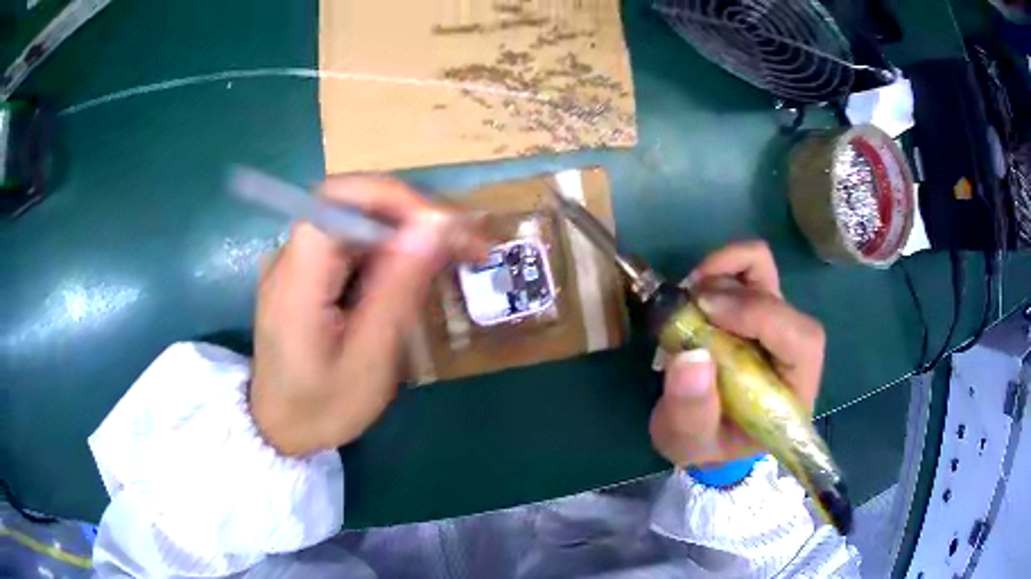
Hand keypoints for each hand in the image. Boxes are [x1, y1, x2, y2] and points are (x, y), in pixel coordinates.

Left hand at [249, 175, 487, 456]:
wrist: (279, 431)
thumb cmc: (321, 408)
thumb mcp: (369, 361)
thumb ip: (397, 291)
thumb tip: (434, 228)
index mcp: (297, 278)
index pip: (338, 199)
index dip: (393, 199)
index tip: (442, 227)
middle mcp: (291, 258)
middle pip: (353, 206)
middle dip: (413, 216)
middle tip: (465, 244)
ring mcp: (297, 265)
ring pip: (358, 223)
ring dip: (408, 234)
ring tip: (454, 257)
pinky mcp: (307, 277)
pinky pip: (353, 247)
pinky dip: (390, 252)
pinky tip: (416, 273)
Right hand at [649, 241, 824, 466]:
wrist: (704, 434)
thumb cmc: (706, 446)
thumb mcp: (690, 443)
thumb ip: (692, 412)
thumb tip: (691, 357)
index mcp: (794, 391)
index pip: (801, 340)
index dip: (761, 316)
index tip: (708, 311)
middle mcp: (791, 350)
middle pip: (780, 299)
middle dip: (733, 292)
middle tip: (687, 306)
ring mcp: (772, 323)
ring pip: (764, 270)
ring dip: (724, 270)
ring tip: (688, 298)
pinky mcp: (753, 307)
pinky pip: (744, 269)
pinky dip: (718, 268)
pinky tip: (694, 293)